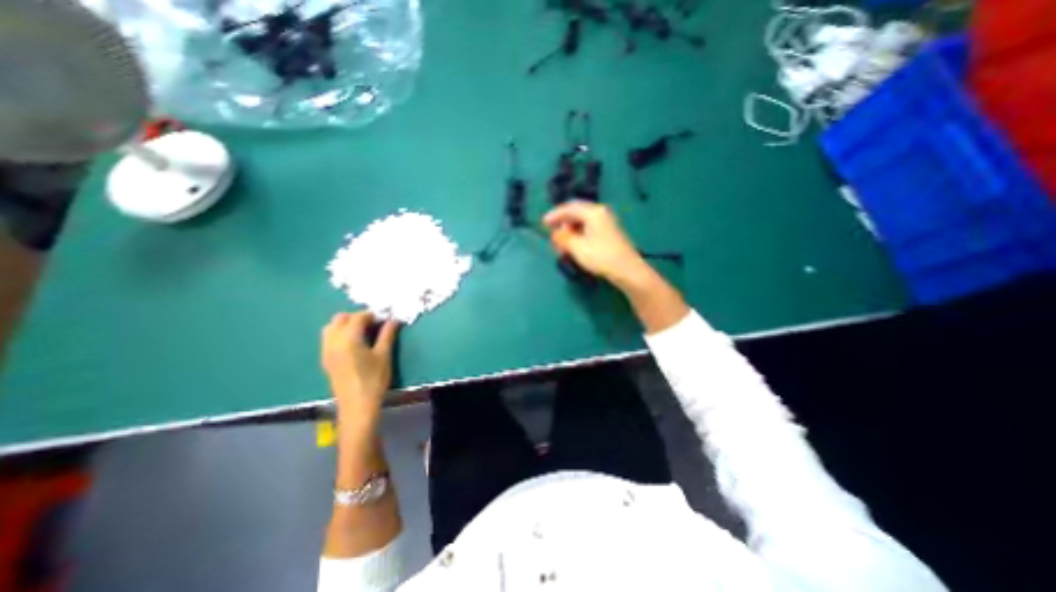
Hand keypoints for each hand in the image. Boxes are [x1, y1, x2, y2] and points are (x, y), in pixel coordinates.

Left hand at [322, 312, 400, 421]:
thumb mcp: (384, 355)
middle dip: (357, 317)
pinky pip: (328, 338)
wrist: (357, 406)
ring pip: (331, 327)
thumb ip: (387, 334)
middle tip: (374, 324)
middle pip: (341, 318)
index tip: (385, 319)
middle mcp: (333, 341)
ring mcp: (326, 351)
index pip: (358, 317)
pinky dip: (340, 334)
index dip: (372, 315)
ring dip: (346, 324)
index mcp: (348, 339)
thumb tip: (394, 319)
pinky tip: (354, 343)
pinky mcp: (325, 359)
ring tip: (363, 332)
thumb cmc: (374, 379)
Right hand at [544, 201, 651, 288]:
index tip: (544, 223)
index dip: (555, 215)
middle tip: (554, 238)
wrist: (627, 270)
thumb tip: (555, 234)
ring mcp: (606, 223)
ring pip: (582, 223)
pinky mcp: (608, 233)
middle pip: (576, 214)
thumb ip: (563, 238)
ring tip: (563, 247)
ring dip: (570, 232)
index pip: (570, 208)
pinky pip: (588, 229)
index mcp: (594, 213)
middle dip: (563, 225)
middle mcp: (600, 213)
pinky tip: (574, 247)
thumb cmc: (602, 257)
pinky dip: (578, 236)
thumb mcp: (577, 248)